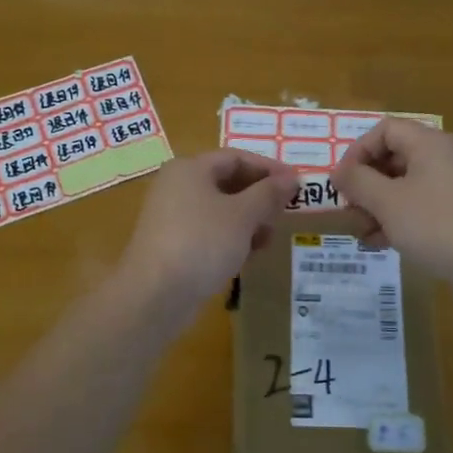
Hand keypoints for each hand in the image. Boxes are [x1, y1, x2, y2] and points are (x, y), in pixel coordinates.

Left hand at [118, 149, 298, 308]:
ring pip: (220, 209)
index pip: (237, 157)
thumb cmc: (202, 242)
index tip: (297, 184)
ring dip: (248, 221)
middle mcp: (177, 186)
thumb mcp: (243, 215)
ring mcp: (172, 216)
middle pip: (228, 182)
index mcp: (190, 169)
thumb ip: (269, 194)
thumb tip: (291, 178)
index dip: (269, 168)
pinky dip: (231, 238)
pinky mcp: (173, 244)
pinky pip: (209, 231)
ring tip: (268, 240)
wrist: (155, 295)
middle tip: (285, 213)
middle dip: (260, 197)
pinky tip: (247, 255)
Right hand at [333, 120, 452, 302]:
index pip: (384, 130)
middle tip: (349, 209)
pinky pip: (420, 206)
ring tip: (361, 232)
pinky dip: (398, 219)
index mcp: (428, 144)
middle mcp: (443, 158)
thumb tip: (338, 172)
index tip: (341, 181)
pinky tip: (381, 243)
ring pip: (405, 186)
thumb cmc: (436, 224)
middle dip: (366, 184)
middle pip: (393, 158)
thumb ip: (358, 182)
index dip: (357, 151)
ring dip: (378, 206)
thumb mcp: (388, 202)